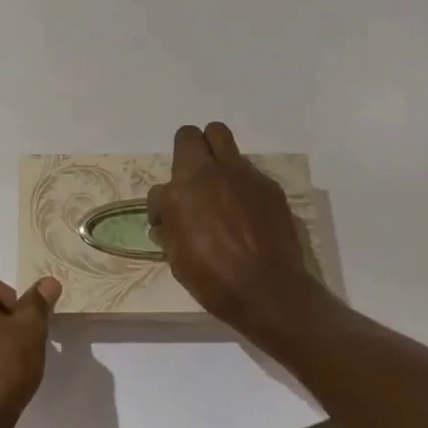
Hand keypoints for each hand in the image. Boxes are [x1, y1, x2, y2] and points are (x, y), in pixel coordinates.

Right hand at [147, 122, 330, 348]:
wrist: (270, 292)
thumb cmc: (214, 281)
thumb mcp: (177, 259)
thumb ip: (170, 230)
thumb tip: (166, 221)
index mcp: (179, 193)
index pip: (158, 189)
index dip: (161, 207)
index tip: (169, 222)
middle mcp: (208, 173)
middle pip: (191, 135)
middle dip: (188, 151)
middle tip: (193, 178)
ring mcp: (241, 174)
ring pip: (222, 140)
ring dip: (216, 157)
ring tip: (221, 185)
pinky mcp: (268, 184)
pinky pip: (248, 171)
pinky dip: (243, 185)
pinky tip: (248, 210)